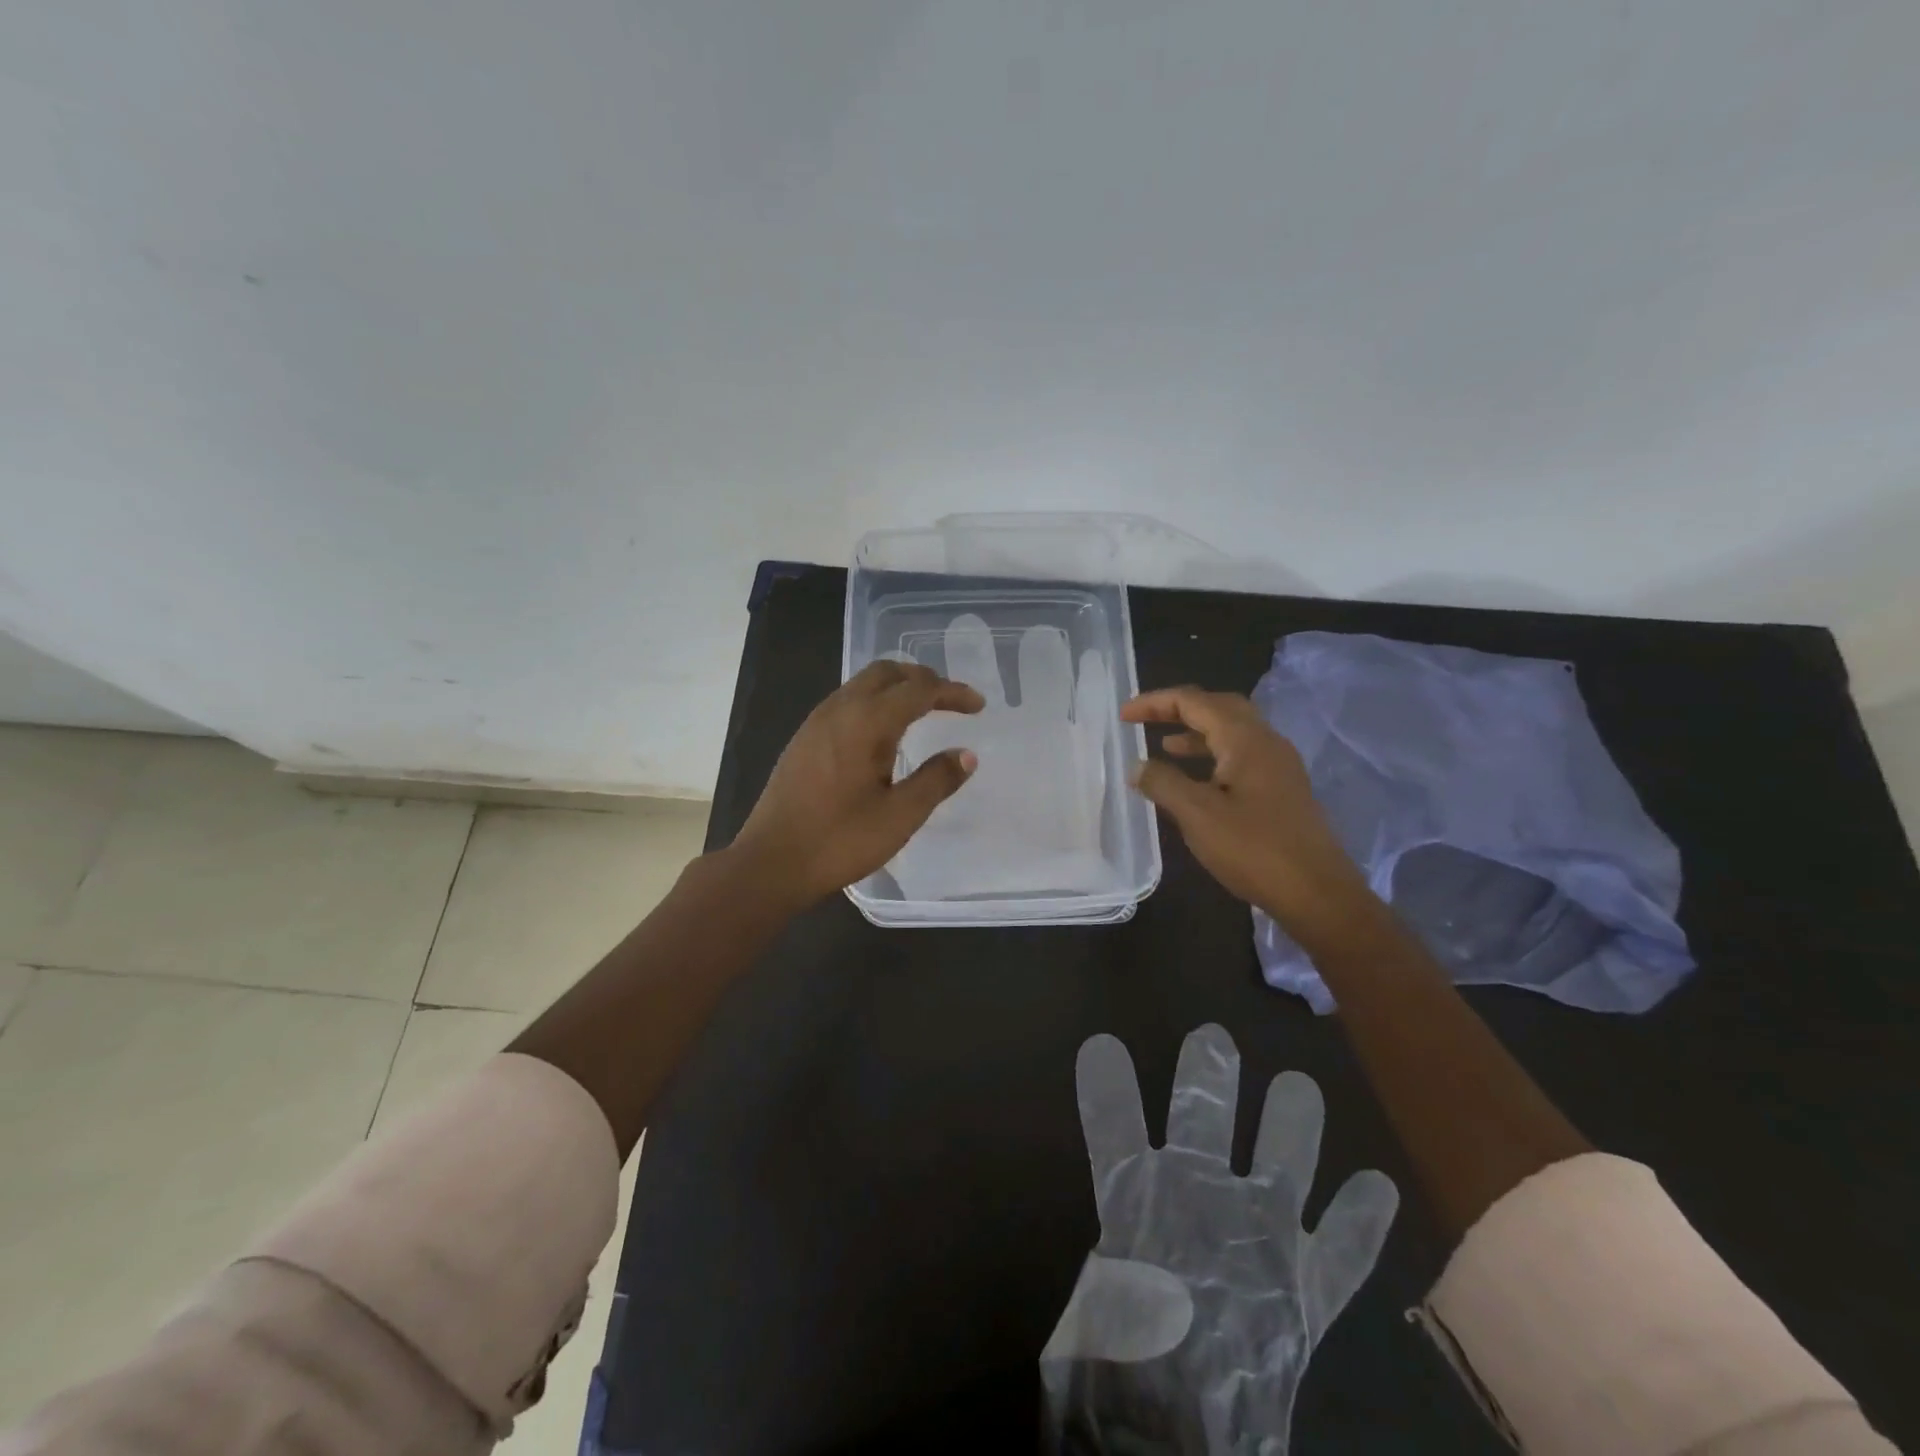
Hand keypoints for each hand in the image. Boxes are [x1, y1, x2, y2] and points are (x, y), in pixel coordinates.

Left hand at [731, 662, 983, 909]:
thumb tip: (966, 754)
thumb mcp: (899, 816)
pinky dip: (874, 702)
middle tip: (950, 701)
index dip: (952, 692)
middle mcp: (839, 710)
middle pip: (887, 672)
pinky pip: (846, 701)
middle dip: (923, 679)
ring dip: (896, 688)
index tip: (978, 706)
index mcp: (866, 722)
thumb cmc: (839, 841)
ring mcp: (816, 722)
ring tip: (922, 711)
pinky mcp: (803, 739)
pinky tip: (882, 733)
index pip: (918, 689)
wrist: (770, 863)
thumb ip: (936, 780)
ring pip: (863, 684)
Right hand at [1121, 687, 1372, 940]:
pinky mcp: (1283, 790)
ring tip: (1164, 746)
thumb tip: (1137, 766)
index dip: (1155, 703)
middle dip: (1179, 709)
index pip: (1194, 702)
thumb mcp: (1198, 815)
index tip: (1123, 716)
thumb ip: (1163, 783)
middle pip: (1218, 707)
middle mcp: (1266, 742)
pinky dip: (1212, 756)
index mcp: (1246, 739)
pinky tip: (1197, 780)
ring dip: (1196, 733)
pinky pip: (1242, 756)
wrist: (1318, 894)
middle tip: (1145, 720)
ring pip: (1232, 732)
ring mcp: (1279, 766)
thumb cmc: (1254, 850)